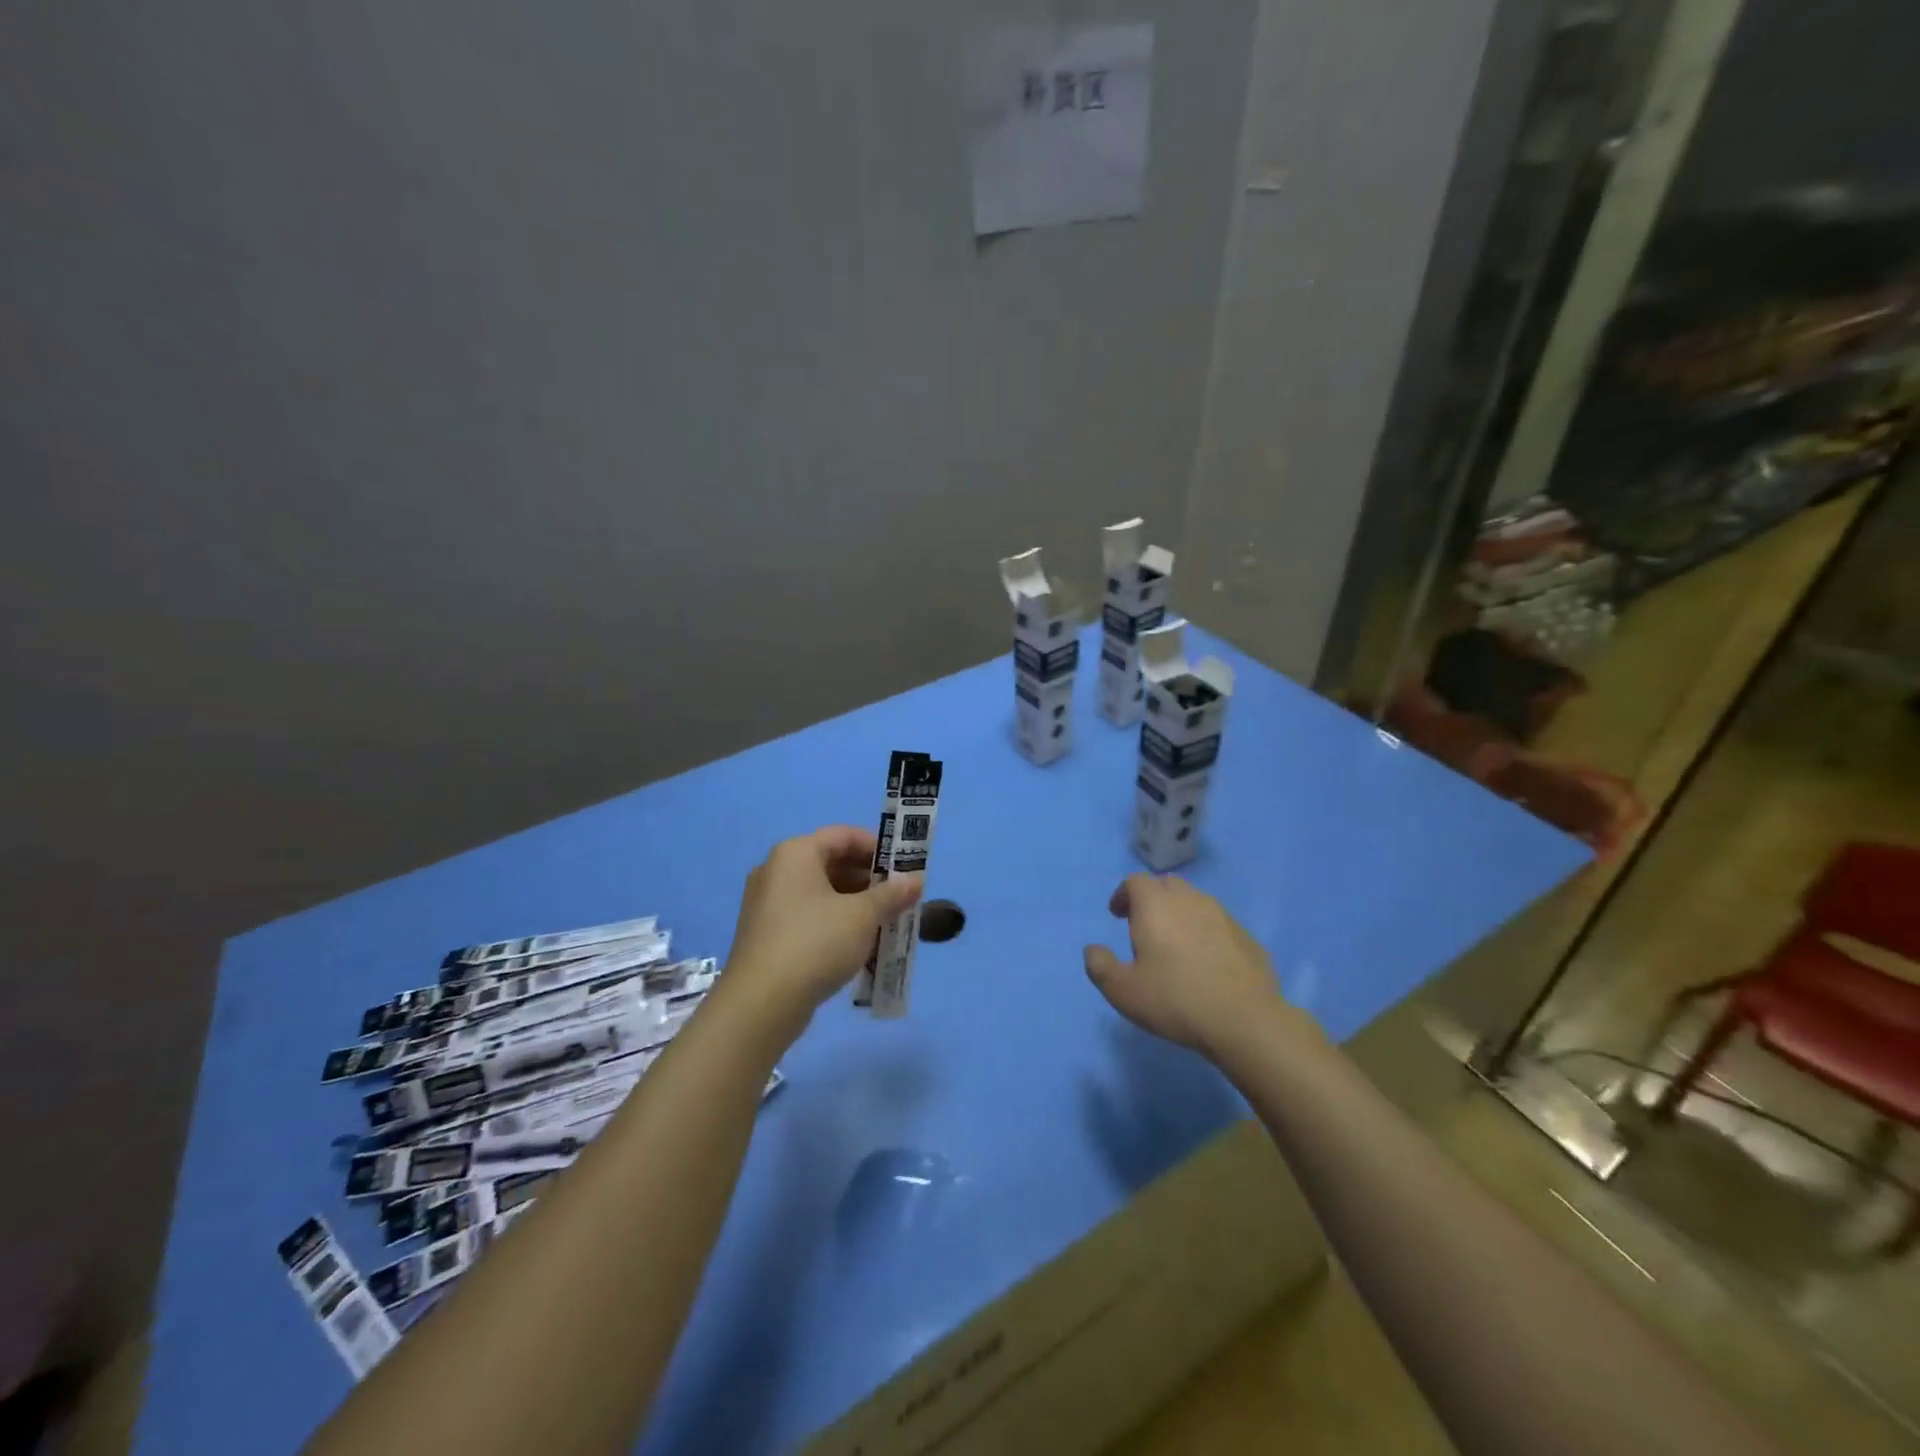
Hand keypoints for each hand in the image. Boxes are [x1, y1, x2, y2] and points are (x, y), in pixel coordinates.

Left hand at [722, 826, 921, 1034]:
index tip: (904, 867)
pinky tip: (860, 945)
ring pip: (822, 893)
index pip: (843, 835)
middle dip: (870, 880)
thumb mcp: (863, 916)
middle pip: (832, 863)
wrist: (761, 1004)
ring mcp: (768, 904)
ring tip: (887, 923)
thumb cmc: (816, 943)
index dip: (877, 847)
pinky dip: (836, 923)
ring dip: (856, 904)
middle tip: (900, 898)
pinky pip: (809, 917)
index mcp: (796, 853)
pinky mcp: (767, 934)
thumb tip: (916, 880)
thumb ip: (892, 894)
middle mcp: (777, 871)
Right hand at [1083, 874, 1294, 1058]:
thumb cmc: (1175, 1000)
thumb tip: (1092, 950)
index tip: (1117, 916)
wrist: (1245, 1020)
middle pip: (1166, 885)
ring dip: (1180, 914)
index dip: (1123, 895)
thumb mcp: (1123, 991)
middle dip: (1151, 899)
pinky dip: (1206, 932)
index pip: (1135, 881)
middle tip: (1144, 927)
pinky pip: (1218, 924)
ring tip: (1175, 945)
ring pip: (1195, 902)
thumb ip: (1100, 967)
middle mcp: (1189, 900)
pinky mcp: (1246, 936)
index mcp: (1155, 905)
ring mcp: (1223, 915)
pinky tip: (1206, 963)